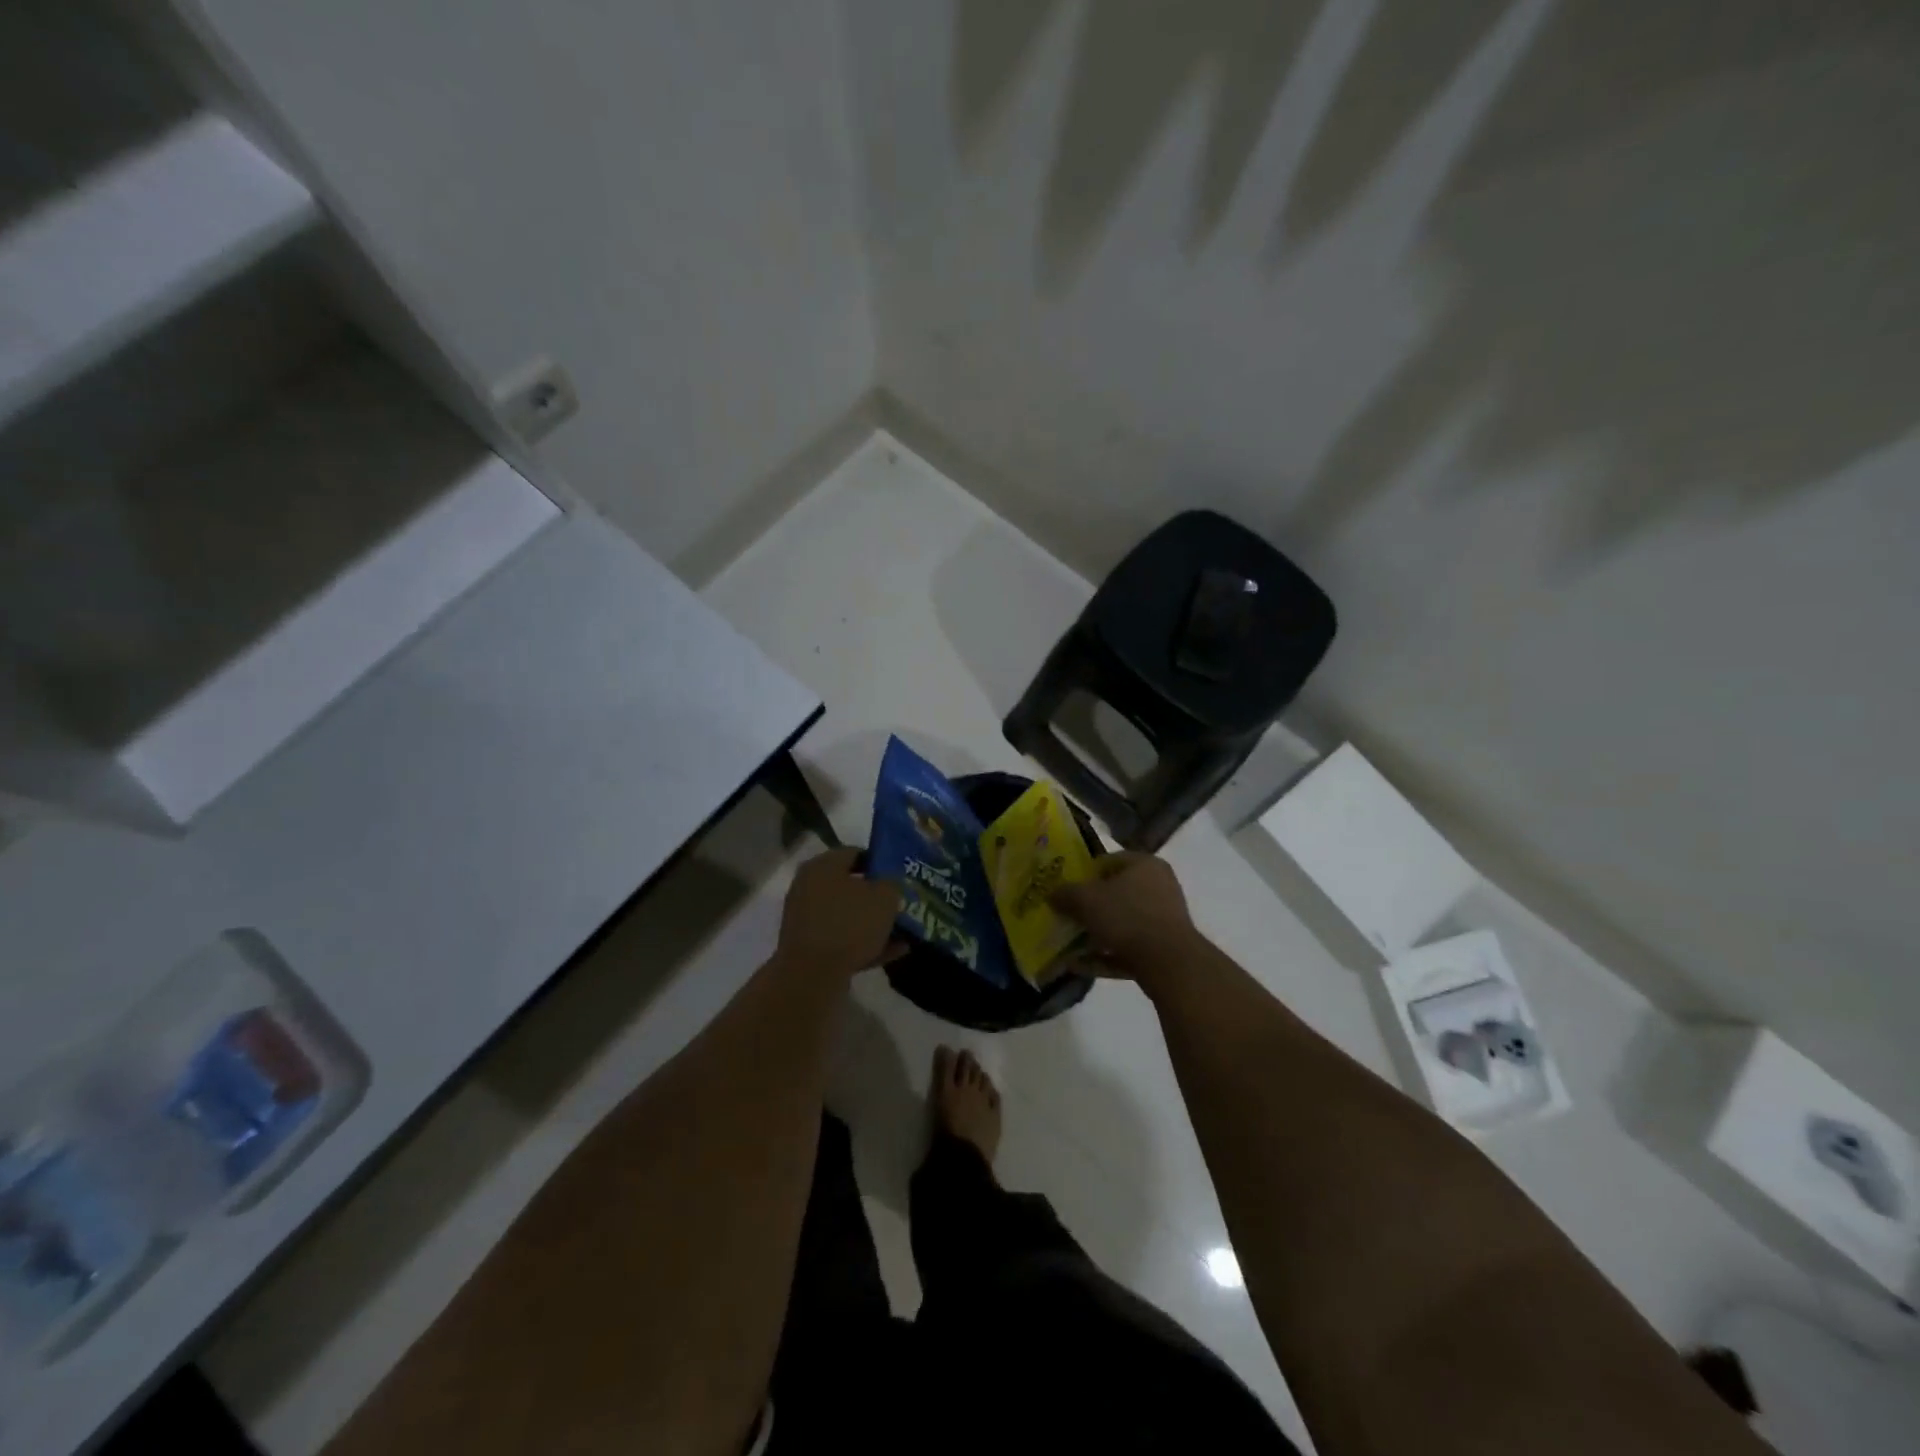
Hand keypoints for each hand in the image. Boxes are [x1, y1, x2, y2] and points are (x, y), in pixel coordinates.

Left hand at [775, 848, 903, 981]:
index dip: (881, 861)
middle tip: (901, 903)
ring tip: (903, 932)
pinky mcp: (808, 946)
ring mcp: (806, 918)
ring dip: (873, 923)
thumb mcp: (884, 897)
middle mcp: (809, 886)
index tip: (901, 875)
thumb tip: (889, 883)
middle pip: (850, 885)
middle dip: (877, 896)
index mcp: (823, 865)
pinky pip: (841, 939)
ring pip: (847, 915)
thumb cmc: (849, 924)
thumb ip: (892, 883)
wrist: (812, 975)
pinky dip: (864, 943)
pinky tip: (892, 952)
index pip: (855, 852)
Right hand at [1051, 853, 1203, 984]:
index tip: (1066, 888)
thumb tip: (1052, 894)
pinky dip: (1106, 955)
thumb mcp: (1086, 900)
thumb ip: (1066, 894)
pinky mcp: (1164, 948)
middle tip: (1067, 915)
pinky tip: (1079, 966)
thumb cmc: (1127, 916)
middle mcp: (1159, 886)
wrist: (1168, 962)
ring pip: (1122, 923)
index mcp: (1145, 864)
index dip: (1084, 873)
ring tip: (1068, 945)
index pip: (1109, 861)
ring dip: (1096, 934)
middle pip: (1116, 893)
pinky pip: (1129, 947)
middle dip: (1090, 906)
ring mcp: (1164, 919)